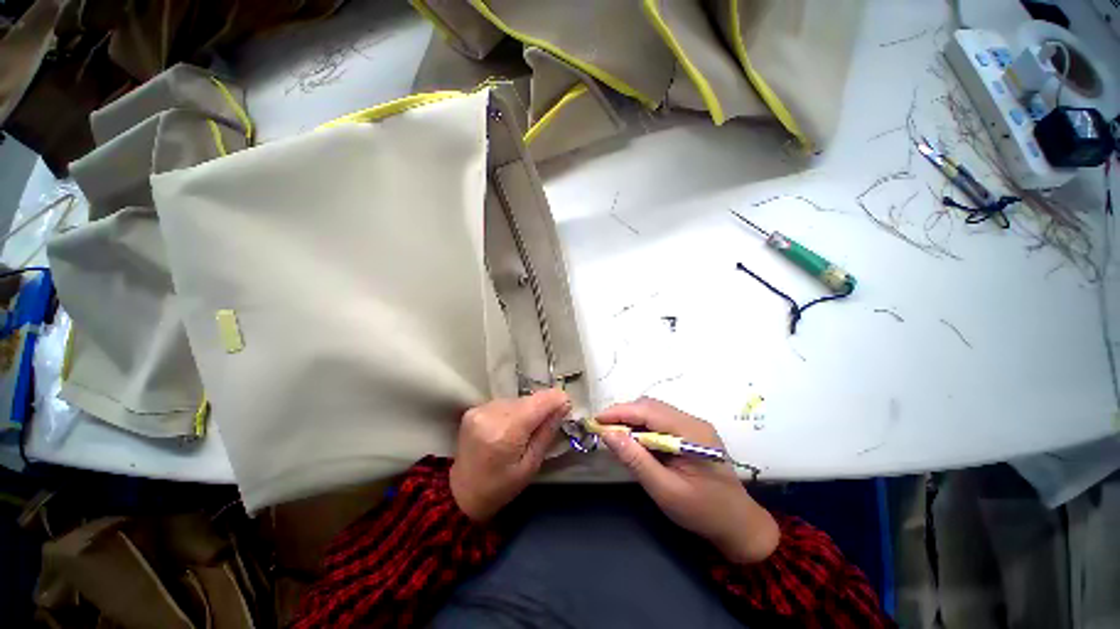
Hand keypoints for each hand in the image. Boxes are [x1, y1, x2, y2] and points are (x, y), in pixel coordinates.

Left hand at [450, 389, 569, 520]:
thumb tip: (564, 405)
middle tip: (547, 423)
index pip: (537, 403)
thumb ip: (547, 432)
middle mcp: (491, 414)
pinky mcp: (474, 409)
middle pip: (528, 400)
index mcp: (505, 434)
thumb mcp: (531, 465)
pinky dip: (512, 411)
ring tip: (525, 429)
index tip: (567, 405)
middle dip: (541, 407)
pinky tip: (510, 427)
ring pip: (516, 399)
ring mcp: (480, 409)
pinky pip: (504, 402)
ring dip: (527, 409)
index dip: (556, 399)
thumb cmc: (501, 486)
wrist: (462, 493)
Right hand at [598, 398, 778, 563]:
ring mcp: (693, 425)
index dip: (620, 412)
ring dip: (632, 419)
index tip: (596, 420)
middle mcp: (693, 421)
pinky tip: (636, 441)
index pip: (648, 410)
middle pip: (650, 406)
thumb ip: (636, 460)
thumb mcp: (665, 490)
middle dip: (624, 414)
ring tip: (616, 435)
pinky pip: (661, 421)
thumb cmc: (703, 512)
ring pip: (654, 411)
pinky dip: (643, 427)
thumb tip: (608, 434)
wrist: (739, 525)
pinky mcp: (691, 432)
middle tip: (603, 430)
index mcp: (691, 433)